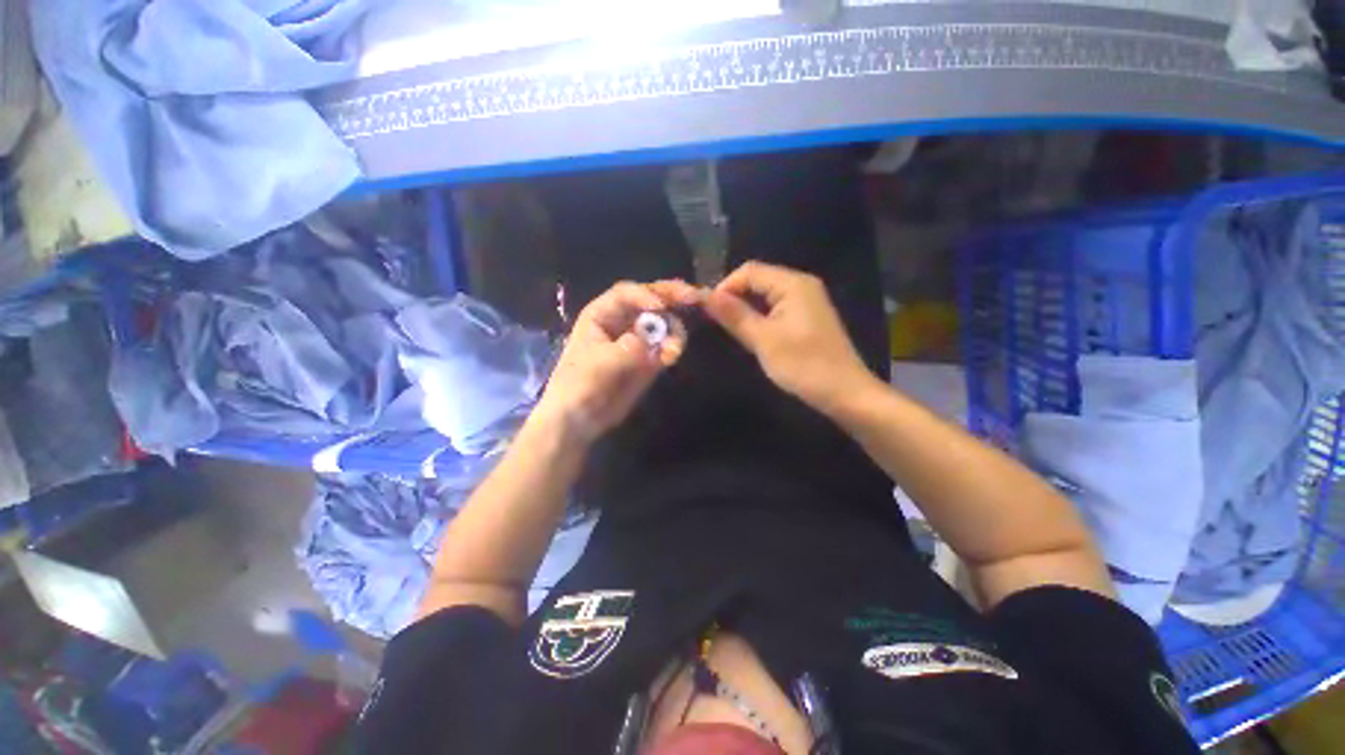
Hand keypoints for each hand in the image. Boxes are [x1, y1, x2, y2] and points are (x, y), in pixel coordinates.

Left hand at [534, 280, 699, 443]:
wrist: (581, 418)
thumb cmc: (578, 384)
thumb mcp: (598, 364)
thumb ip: (625, 350)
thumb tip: (647, 343)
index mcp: (602, 314)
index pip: (626, 294)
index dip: (645, 295)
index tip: (660, 307)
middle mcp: (623, 321)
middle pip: (651, 300)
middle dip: (672, 297)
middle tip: (694, 297)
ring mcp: (639, 340)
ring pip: (664, 323)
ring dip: (675, 330)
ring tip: (673, 350)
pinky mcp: (650, 359)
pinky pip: (667, 346)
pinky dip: (673, 348)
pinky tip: (672, 357)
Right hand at [705, 261, 874, 412]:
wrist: (845, 394)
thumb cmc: (804, 365)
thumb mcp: (763, 340)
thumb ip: (733, 315)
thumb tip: (702, 294)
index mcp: (793, 284)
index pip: (749, 271)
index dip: (724, 287)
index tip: (707, 312)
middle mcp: (801, 285)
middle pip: (758, 280)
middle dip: (734, 298)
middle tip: (715, 323)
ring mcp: (806, 301)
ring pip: (765, 296)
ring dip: (745, 309)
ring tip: (729, 330)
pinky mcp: (807, 318)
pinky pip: (776, 308)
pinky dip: (760, 317)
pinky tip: (751, 335)